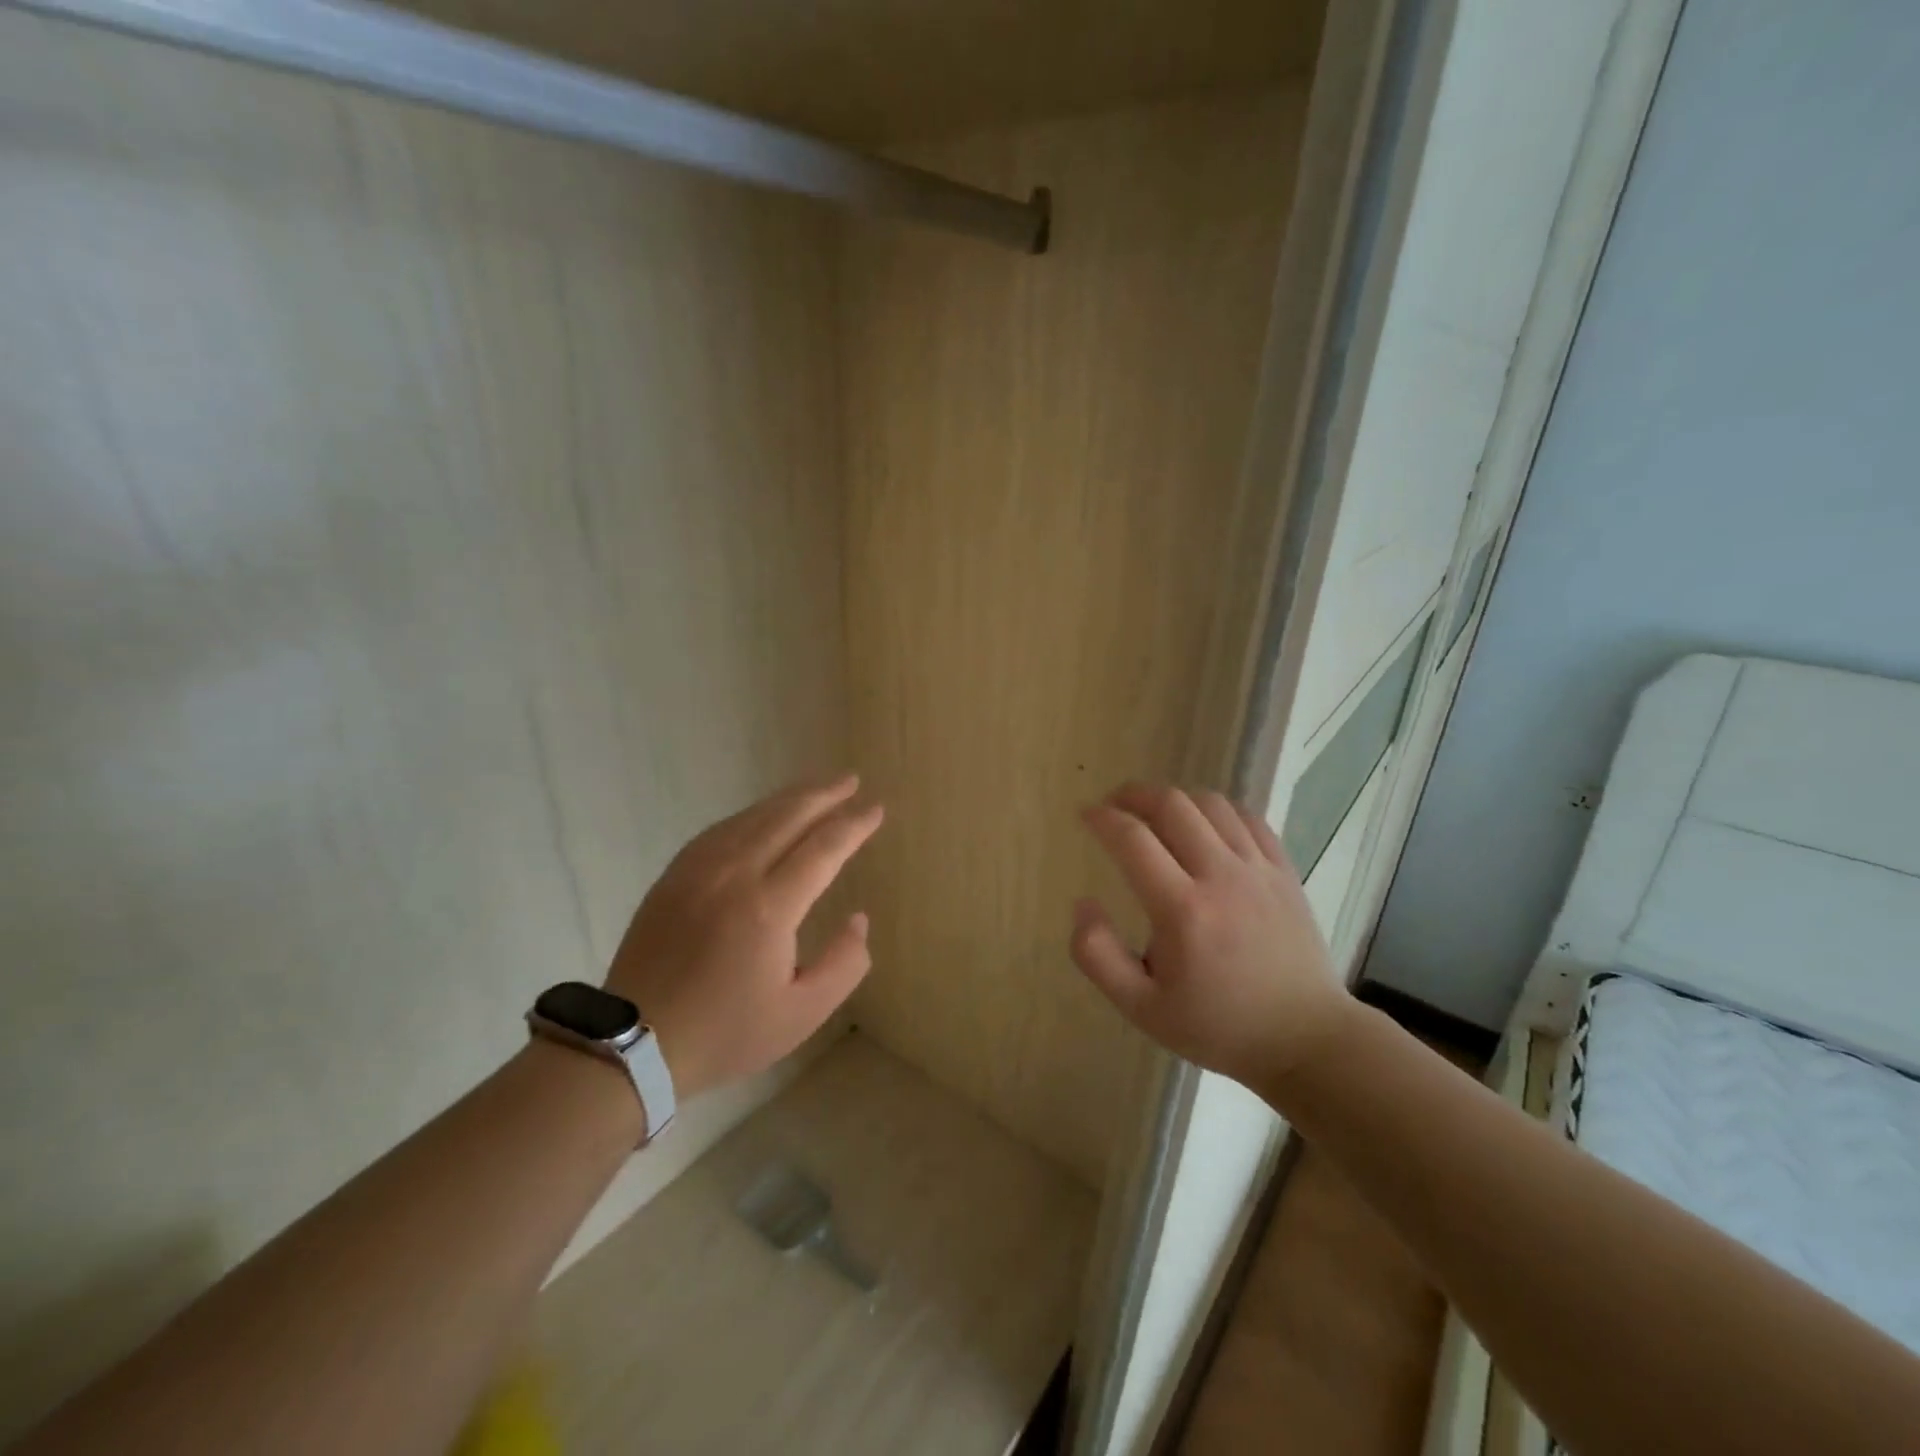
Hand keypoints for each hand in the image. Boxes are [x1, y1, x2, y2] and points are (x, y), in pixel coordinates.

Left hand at [605, 775, 883, 1097]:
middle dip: (824, 794)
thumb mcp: (801, 1014)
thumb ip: (843, 963)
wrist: (631, 1043)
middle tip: (852, 780)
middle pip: (787, 817)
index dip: (854, 825)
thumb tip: (858, 918)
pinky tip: (764, 815)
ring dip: (790, 798)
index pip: (823, 847)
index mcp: (768, 907)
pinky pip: (722, 829)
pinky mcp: (674, 875)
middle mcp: (734, 874)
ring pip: (753, 816)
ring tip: (817, 788)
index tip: (876, 809)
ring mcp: (698, 870)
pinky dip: (752, 814)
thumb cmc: (725, 1032)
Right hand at [1071, 783, 1352, 1090]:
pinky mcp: (1284, 872)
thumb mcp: (1141, 1008)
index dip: (1102, 818)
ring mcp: (1259, 870)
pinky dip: (1217, 810)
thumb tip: (1084, 903)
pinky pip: (1248, 818)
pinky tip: (1204, 824)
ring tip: (1155, 813)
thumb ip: (1098, 956)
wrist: (1304, 1039)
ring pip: (1211, 803)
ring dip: (1175, 798)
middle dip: (1134, 794)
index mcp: (1182, 911)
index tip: (1086, 815)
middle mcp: (1221, 877)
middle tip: (1114, 804)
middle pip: (1173, 805)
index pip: (1133, 839)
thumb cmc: (1217, 1026)